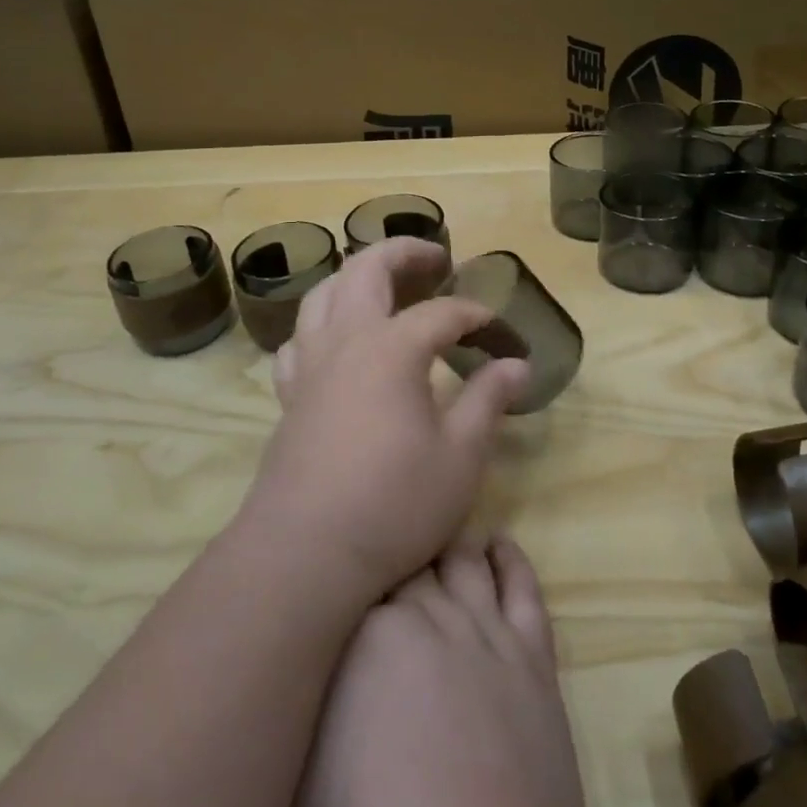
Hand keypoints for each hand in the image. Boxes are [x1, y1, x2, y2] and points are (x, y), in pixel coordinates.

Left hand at [244, 236, 529, 604]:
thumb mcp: (461, 456)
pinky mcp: (290, 395)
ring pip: (323, 294)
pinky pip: (299, 338)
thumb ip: (488, 400)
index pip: (442, 313)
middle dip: (405, 254)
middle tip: (436, 258)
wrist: (305, 552)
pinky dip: (321, 323)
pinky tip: (335, 341)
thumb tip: (517, 365)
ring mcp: (310, 366)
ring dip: (356, 277)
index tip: (502, 334)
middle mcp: (346, 341)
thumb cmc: (394, 503)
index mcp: (392, 348)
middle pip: (367, 271)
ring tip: (384, 284)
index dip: (476, 316)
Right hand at [274, 535, 611, 806]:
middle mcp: (426, 613)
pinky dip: (511, 560)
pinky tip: (499, 544)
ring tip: (439, 531)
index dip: (347, 562)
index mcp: (362, 634)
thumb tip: (275, 696)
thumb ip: (285, 728)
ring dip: (450, 543)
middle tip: (385, 542)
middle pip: (411, 557)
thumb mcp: (288, 796)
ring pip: (465, 559)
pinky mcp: (533, 655)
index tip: (338, 558)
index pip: (354, 571)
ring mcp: (484, 630)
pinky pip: (523, 587)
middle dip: (396, 547)